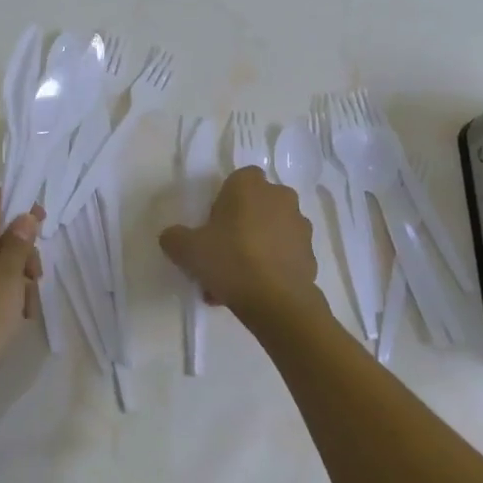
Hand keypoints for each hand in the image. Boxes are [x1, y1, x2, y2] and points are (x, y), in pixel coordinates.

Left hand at [0, 188, 42, 432]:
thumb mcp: (7, 280)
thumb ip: (17, 246)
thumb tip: (23, 215)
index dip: (10, 200)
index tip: (36, 218)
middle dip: (21, 249)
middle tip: (36, 275)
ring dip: (17, 280)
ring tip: (28, 309)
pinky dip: (6, 302)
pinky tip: (16, 324)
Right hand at [160, 166, 322, 326]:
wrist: (277, 301)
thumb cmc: (230, 260)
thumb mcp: (187, 249)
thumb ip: (174, 237)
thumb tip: (172, 237)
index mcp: (250, 185)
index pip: (237, 181)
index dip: (224, 203)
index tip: (213, 227)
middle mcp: (280, 197)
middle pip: (255, 207)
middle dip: (240, 227)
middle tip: (221, 255)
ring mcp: (300, 226)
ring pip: (270, 233)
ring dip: (255, 249)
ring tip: (235, 283)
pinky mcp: (310, 255)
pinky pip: (284, 256)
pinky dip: (271, 268)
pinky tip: (254, 292)